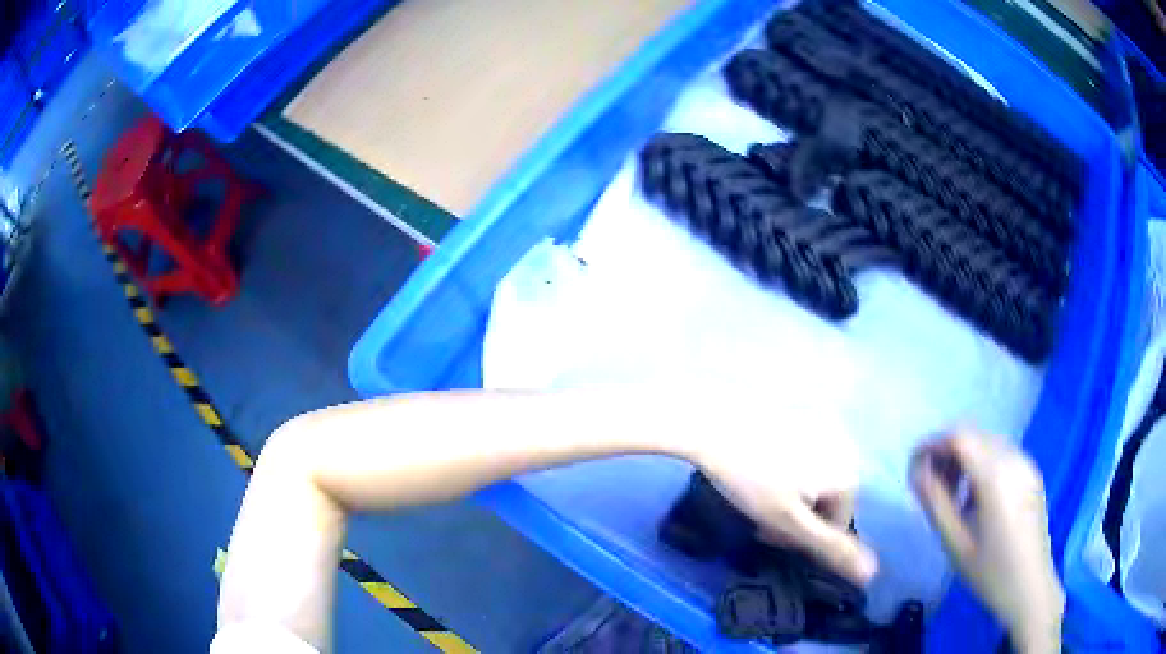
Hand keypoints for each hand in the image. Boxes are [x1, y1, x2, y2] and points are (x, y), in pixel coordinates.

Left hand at [689, 418, 877, 586]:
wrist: (712, 426)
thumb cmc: (751, 479)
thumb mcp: (789, 523)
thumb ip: (831, 549)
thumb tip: (872, 575)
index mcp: (849, 473)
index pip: (837, 525)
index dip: (803, 538)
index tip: (769, 534)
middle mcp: (846, 446)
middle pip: (828, 502)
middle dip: (798, 518)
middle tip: (761, 520)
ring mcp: (824, 427)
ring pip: (816, 481)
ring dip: (793, 498)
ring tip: (757, 496)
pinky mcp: (802, 417)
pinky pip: (806, 458)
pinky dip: (789, 472)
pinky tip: (760, 470)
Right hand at [912, 432, 1063, 653]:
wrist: (1030, 587)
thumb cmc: (991, 572)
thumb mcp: (956, 543)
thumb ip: (936, 503)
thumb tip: (917, 471)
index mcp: (996, 476)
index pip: (959, 438)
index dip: (933, 445)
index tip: (913, 466)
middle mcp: (1014, 459)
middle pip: (974, 437)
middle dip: (947, 453)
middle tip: (929, 485)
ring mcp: (1026, 464)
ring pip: (987, 444)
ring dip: (964, 459)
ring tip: (951, 495)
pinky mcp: (1032, 473)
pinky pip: (1001, 455)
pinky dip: (982, 466)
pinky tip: (976, 499)